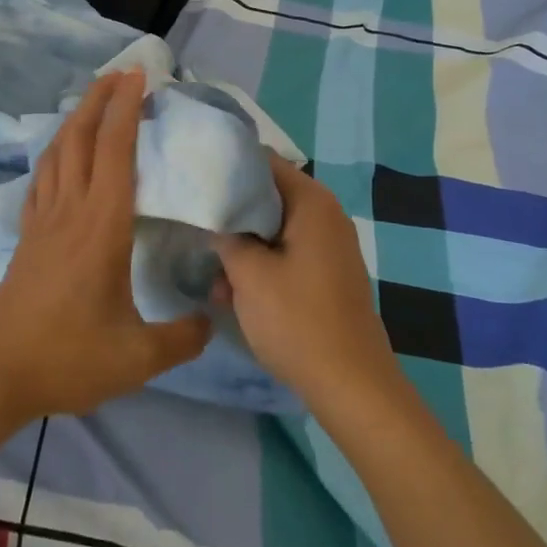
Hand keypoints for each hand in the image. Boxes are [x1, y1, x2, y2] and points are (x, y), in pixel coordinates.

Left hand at [0, 68, 210, 423]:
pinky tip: (61, 155)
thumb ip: (183, 337)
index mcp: (102, 226)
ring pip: (57, 152)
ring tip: (94, 102)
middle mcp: (70, 210)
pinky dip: (54, 153)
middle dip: (99, 98)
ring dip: (76, 119)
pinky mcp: (27, 235)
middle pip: (81, 137)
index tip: (138, 77)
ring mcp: (43, 220)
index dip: (126, 109)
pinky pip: (41, 178)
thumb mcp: (138, 357)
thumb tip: (211, 320)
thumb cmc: (70, 358)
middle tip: (120, 73)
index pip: (116, 151)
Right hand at [212, 157, 401, 406]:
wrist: (352, 385)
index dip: (228, 168)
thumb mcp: (248, 274)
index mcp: (312, 202)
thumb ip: (226, 236)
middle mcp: (325, 215)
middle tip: (195, 225)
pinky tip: (232, 295)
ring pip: (274, 230)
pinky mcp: (328, 275)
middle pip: (268, 197)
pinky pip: (287, 255)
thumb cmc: (297, 320)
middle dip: (232, 213)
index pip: (264, 162)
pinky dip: (261, 267)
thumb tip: (214, 216)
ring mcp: (329, 247)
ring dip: (242, 247)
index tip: (196, 180)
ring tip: (211, 276)